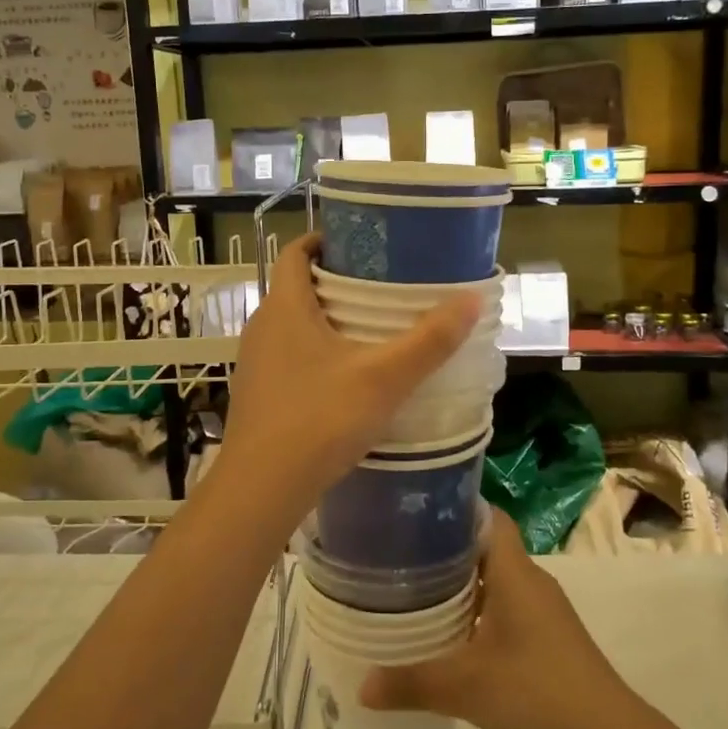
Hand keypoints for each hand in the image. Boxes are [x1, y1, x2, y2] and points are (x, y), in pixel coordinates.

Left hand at [216, 234, 480, 531]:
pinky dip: (315, 352)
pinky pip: (288, 356)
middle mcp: (262, 326)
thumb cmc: (320, 419)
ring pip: (292, 324)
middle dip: (336, 282)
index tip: (360, 243)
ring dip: (326, 320)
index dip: (323, 241)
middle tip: (381, 286)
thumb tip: (472, 299)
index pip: (295, 252)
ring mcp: (255, 362)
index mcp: (285, 307)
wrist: (263, 488)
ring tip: (371, 329)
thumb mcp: (384, 378)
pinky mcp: (257, 393)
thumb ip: (430, 340)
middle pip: (296, 287)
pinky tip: (346, 376)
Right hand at [359, 513, 648, 728]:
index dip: (453, 509)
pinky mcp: (547, 639)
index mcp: (514, 572)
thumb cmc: (539, 693)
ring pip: (494, 581)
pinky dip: (476, 612)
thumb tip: (361, 686)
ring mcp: (542, 611)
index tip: (412, 514)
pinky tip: (450, 636)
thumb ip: (412, 682)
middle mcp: (530, 581)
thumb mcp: (467, 688)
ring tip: (413, 593)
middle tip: (398, 556)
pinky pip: (504, 608)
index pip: (486, 516)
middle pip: (484, 547)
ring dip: (459, 585)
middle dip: (444, 549)